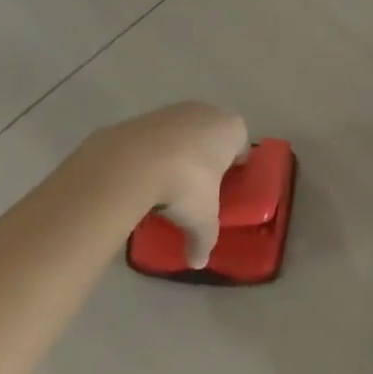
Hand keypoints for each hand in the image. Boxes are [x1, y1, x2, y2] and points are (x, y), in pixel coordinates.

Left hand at [77, 101, 247, 266]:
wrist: (131, 162)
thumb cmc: (186, 184)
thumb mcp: (202, 220)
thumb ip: (204, 240)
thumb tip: (198, 263)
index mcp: (232, 129)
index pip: (240, 149)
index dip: (232, 171)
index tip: (221, 192)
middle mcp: (206, 112)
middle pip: (212, 137)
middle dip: (205, 160)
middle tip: (195, 190)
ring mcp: (173, 110)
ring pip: (183, 135)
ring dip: (177, 155)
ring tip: (164, 186)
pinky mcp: (143, 116)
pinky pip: (154, 138)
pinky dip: (151, 154)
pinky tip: (141, 177)